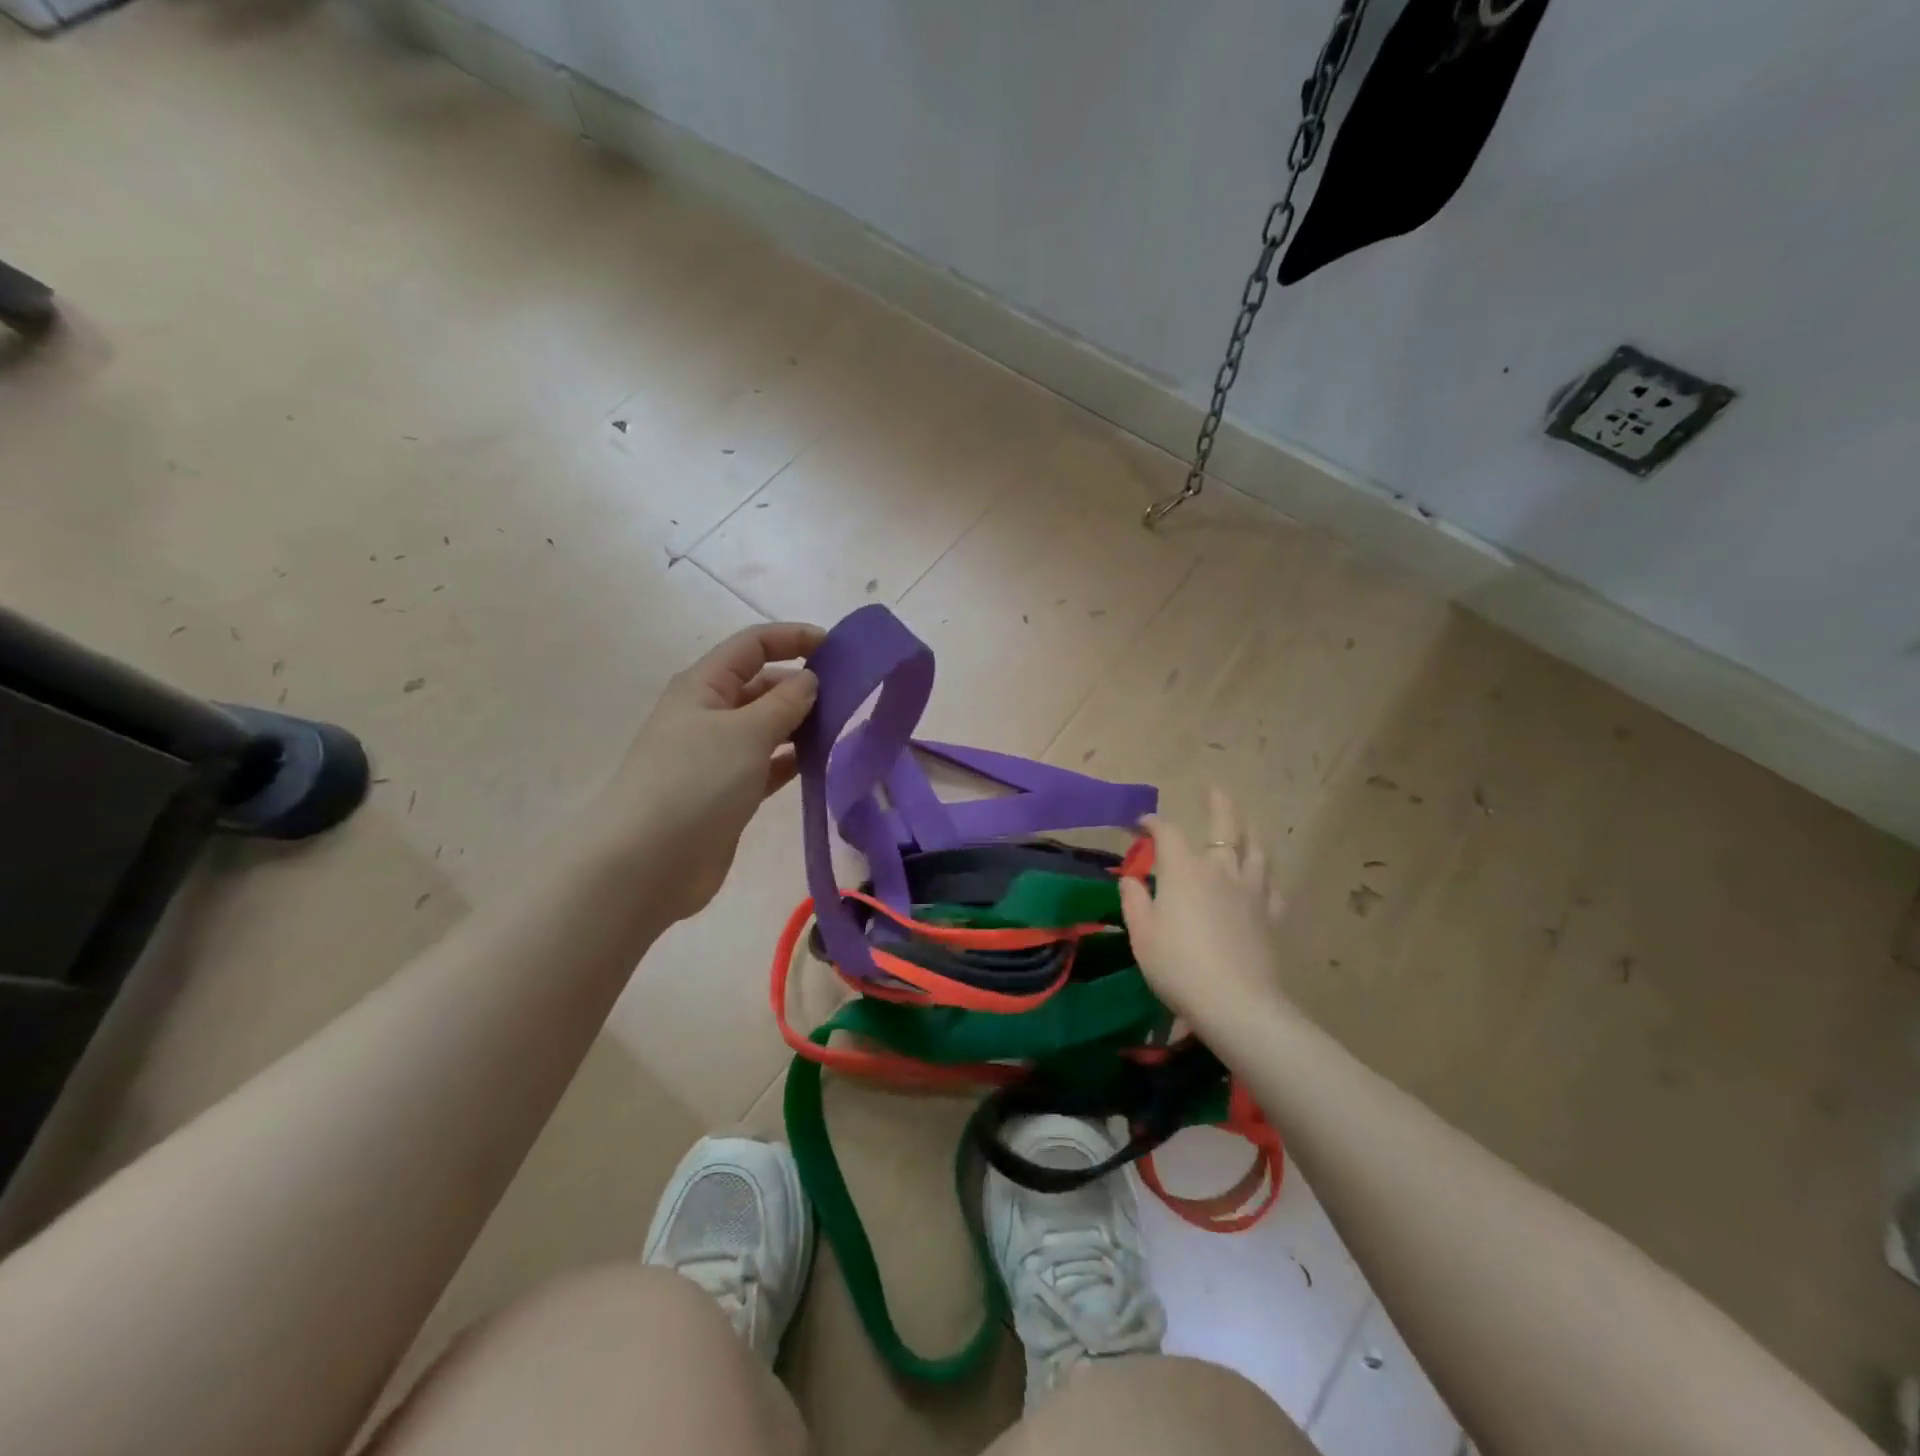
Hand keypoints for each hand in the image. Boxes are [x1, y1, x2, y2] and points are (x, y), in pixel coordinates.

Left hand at [599, 622, 824, 921]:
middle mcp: (709, 714)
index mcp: (704, 686)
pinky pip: (768, 764)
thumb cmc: (695, 782)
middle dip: (802, 684)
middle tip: (849, 696)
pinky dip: (793, 760)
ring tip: (843, 728)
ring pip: (767, 726)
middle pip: (762, 684)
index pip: (753, 645)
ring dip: (801, 724)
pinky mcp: (728, 792)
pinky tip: (822, 763)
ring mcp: (717, 756)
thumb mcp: (745, 732)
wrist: (647, 863)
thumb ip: (784, 702)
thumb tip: (809, 680)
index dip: (793, 638)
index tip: (837, 647)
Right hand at [1118, 789, 1291, 1037]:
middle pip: (1225, 825)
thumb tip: (1131, 878)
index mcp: (1184, 870)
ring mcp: (1251, 891)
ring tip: (1244, 825)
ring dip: (1248, 831)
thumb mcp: (1142, 933)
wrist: (1235, 1003)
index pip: (1167, 832)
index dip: (1151, 823)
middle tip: (1214, 789)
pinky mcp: (1271, 915)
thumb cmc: (1178, 965)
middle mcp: (1220, 870)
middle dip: (1218, 804)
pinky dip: (1265, 876)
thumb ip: (1135, 899)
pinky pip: (1272, 886)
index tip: (1139, 824)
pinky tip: (1263, 879)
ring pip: (1256, 849)